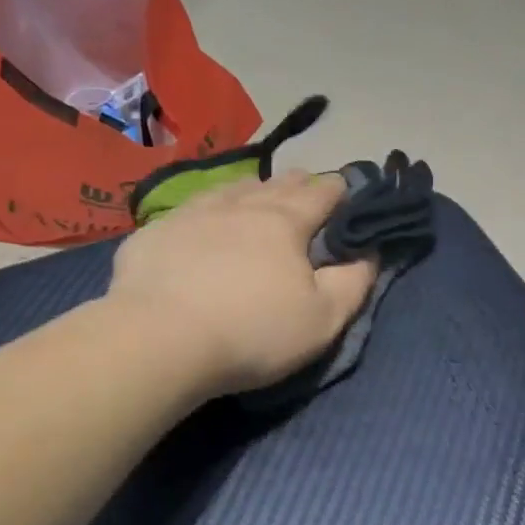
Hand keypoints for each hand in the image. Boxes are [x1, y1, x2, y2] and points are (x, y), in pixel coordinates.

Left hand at [108, 171, 379, 397]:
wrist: (159, 340)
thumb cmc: (253, 332)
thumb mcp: (323, 319)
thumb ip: (354, 283)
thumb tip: (370, 252)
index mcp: (285, 223)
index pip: (321, 194)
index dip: (339, 190)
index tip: (346, 191)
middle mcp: (240, 206)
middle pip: (276, 185)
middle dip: (297, 184)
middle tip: (306, 186)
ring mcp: (192, 214)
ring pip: (231, 189)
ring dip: (252, 189)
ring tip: (257, 192)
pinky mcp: (155, 232)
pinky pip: (189, 209)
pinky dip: (207, 209)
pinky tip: (201, 219)